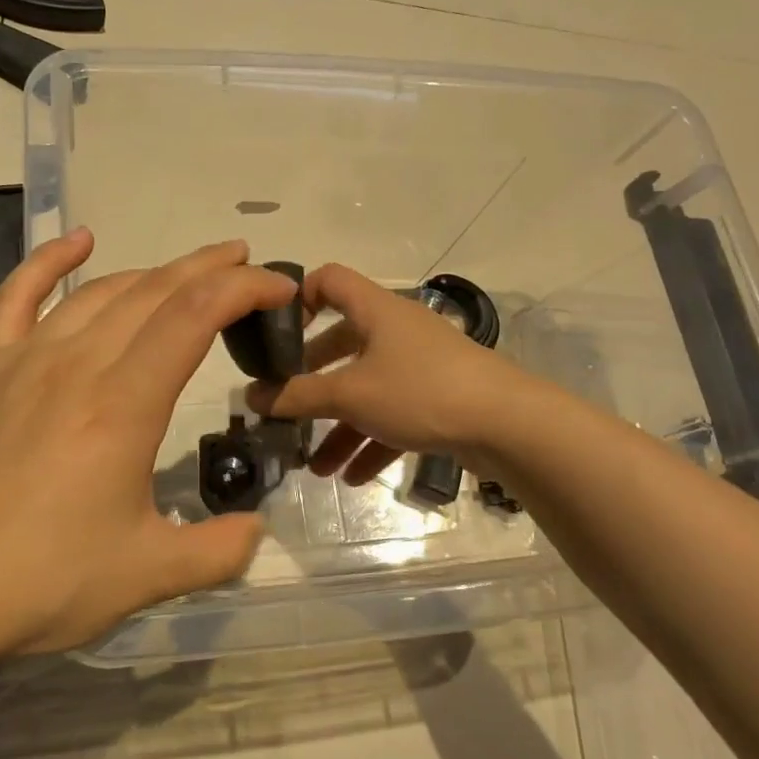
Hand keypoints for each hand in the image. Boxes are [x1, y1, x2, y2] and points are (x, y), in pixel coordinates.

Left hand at [0, 230, 299, 655]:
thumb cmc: (47, 580)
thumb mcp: (150, 574)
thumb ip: (219, 550)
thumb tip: (256, 530)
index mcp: (125, 404)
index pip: (196, 315)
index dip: (244, 290)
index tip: (278, 289)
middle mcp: (79, 364)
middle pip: (154, 291)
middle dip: (209, 269)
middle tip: (247, 264)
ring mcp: (26, 359)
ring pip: (100, 292)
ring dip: (152, 271)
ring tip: (188, 272)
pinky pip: (17, 295)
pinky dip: (49, 260)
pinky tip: (78, 241)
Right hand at [245, 263, 521, 486]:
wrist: (507, 424)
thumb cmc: (420, 391)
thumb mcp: (350, 395)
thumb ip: (298, 396)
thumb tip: (251, 396)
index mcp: (375, 310)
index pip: (328, 279)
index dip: (297, 298)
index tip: (275, 335)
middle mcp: (396, 330)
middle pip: (342, 344)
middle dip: (311, 381)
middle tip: (286, 406)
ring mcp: (420, 364)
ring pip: (367, 389)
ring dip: (339, 426)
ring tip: (315, 466)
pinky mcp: (439, 397)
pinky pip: (393, 414)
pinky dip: (371, 440)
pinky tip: (352, 478)